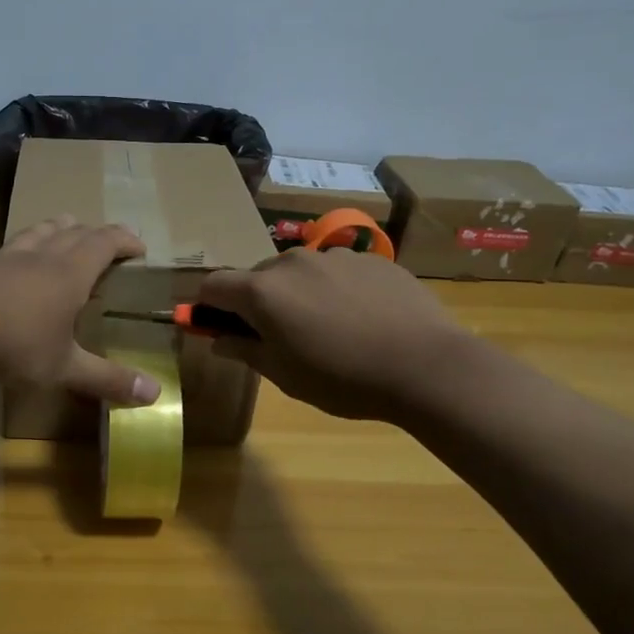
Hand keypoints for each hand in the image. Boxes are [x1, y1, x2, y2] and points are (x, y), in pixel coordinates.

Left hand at [0, 217, 159, 406]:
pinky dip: (30, 240)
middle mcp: (45, 257)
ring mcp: (12, 258)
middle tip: (110, 241)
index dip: (125, 240)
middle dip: (98, 233)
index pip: (105, 243)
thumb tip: (154, 396)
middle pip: (77, 232)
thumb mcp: (65, 367)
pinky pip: (15, 243)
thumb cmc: (17, 344)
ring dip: (62, 227)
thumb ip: (107, 379)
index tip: (139, 246)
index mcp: (72, 273)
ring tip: (69, 228)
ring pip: (43, 230)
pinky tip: (21, 252)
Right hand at [196, 248, 463, 420]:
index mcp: (263, 291)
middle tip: (278, 337)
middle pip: (257, 276)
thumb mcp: (285, 375)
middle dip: (257, 302)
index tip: (217, 327)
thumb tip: (219, 339)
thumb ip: (246, 350)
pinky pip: (337, 271)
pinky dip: (334, 290)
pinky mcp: (371, 258)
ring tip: (328, 329)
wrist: (426, 365)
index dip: (208, 306)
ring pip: (299, 272)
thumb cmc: (342, 378)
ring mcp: (335, 255)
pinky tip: (361, 319)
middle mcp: (292, 262)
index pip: (213, 285)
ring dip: (297, 294)